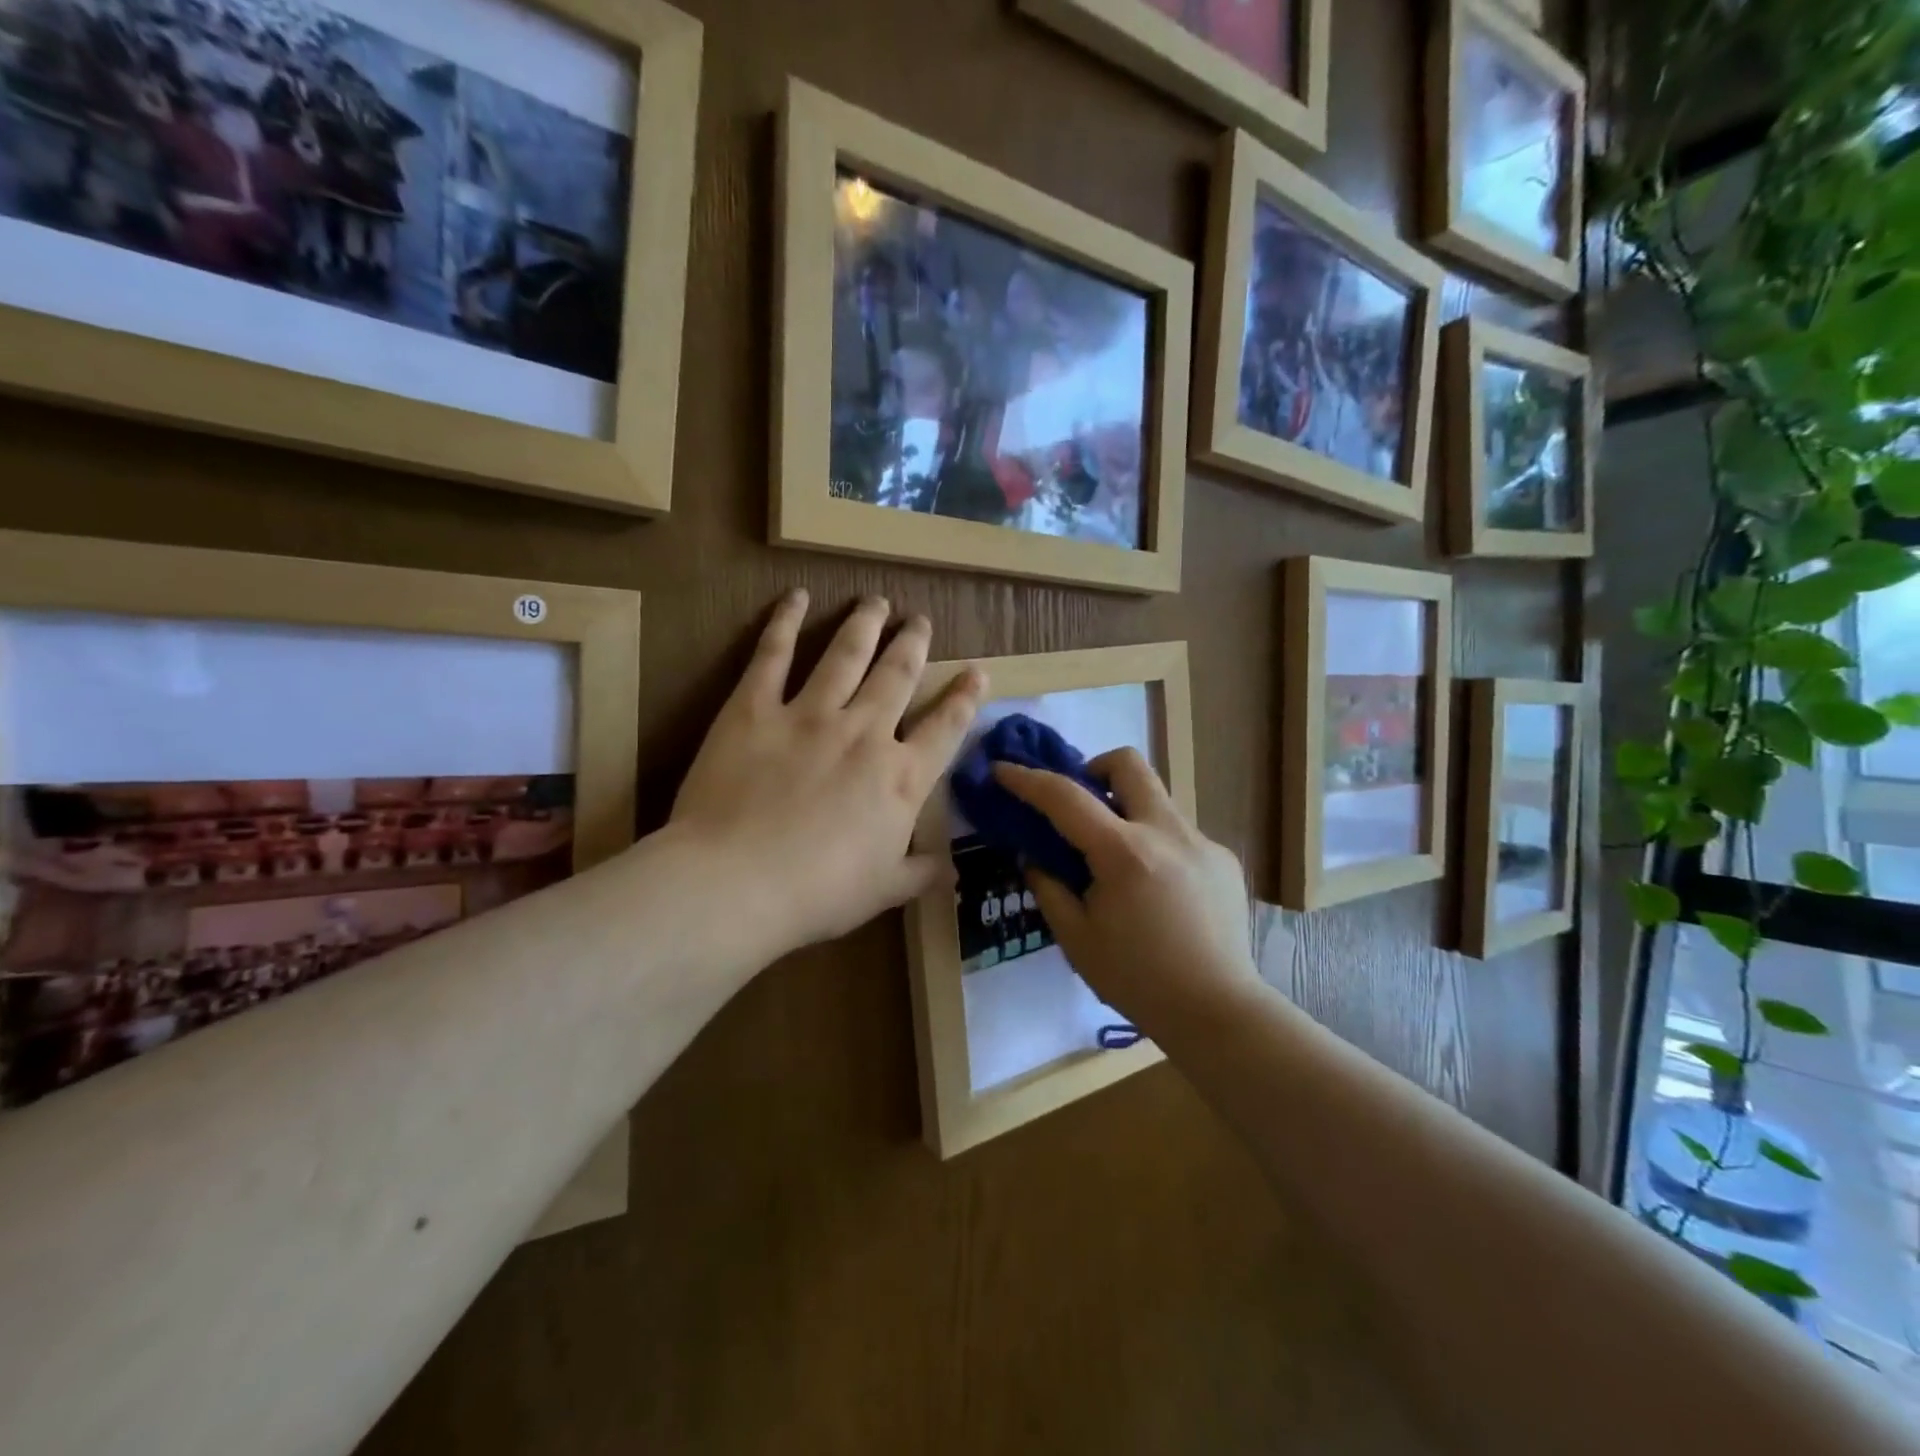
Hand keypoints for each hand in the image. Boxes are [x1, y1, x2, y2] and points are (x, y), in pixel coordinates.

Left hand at [667, 590, 985, 965]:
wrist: (738, 882)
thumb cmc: (819, 894)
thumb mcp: (883, 891)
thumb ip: (920, 872)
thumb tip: (950, 869)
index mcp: (901, 778)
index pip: (945, 727)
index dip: (964, 696)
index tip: (977, 669)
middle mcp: (865, 733)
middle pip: (898, 675)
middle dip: (913, 644)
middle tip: (920, 620)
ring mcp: (809, 715)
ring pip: (846, 655)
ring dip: (865, 624)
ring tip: (876, 602)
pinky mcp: (755, 709)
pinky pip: (773, 655)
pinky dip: (784, 622)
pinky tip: (796, 597)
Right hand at [995, 750, 1256, 1033]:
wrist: (1218, 1013)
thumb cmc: (1137, 980)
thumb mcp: (1076, 938)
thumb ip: (1049, 887)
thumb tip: (1034, 856)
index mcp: (1124, 853)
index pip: (1066, 797)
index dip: (1028, 779)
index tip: (1003, 769)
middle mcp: (1167, 832)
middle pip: (1128, 764)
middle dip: (1095, 768)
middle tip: (1081, 805)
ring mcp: (1202, 842)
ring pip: (1156, 800)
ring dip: (1128, 813)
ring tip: (1119, 863)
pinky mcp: (1224, 860)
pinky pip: (1180, 835)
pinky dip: (1156, 847)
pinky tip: (1158, 894)